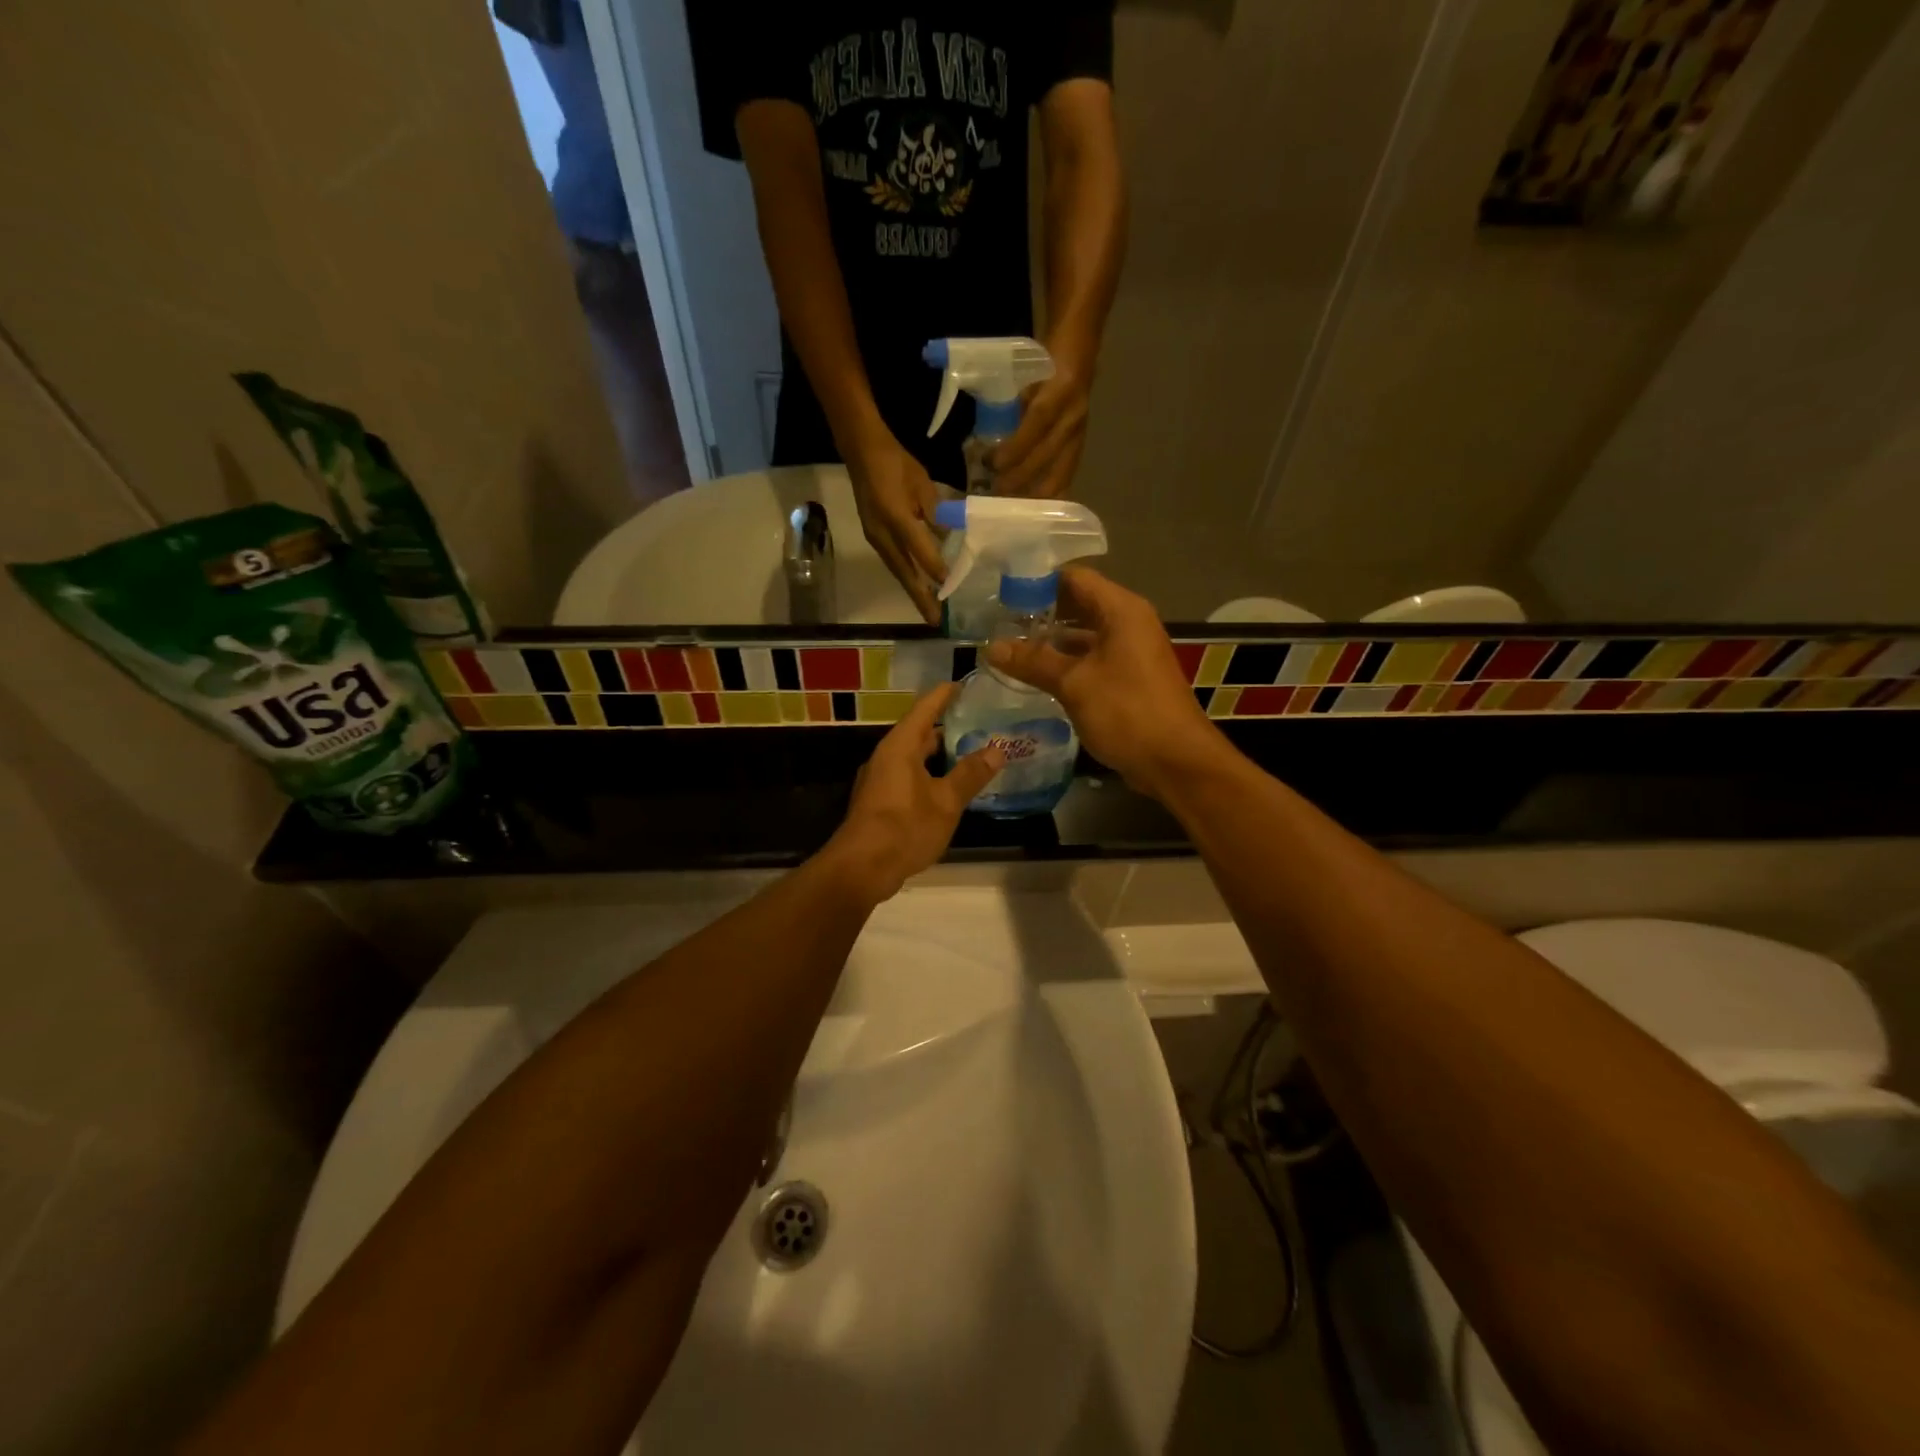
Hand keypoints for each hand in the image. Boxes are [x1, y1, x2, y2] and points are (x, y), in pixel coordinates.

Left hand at [822, 684, 1005, 901]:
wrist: (861, 868)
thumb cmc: (904, 827)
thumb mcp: (946, 802)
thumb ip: (970, 774)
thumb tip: (996, 750)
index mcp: (900, 747)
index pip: (924, 709)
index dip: (944, 695)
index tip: (964, 683)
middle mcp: (887, 757)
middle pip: (918, 732)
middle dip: (946, 726)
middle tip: (978, 721)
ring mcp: (880, 780)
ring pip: (914, 757)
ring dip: (939, 754)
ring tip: (970, 752)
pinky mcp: (880, 802)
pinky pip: (909, 776)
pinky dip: (930, 774)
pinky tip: (949, 786)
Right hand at [846, 437, 946, 623]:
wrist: (861, 451)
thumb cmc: (896, 462)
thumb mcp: (922, 483)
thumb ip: (934, 511)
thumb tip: (948, 537)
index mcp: (895, 514)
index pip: (918, 547)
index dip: (934, 567)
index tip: (949, 585)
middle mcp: (882, 532)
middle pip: (904, 571)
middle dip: (920, 596)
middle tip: (935, 620)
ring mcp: (875, 537)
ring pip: (898, 570)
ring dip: (913, 592)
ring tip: (929, 610)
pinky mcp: (874, 537)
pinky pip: (893, 562)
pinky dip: (907, 577)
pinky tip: (918, 586)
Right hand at [986, 567, 1221, 799]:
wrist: (1176, 761)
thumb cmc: (1127, 711)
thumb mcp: (1074, 684)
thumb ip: (1032, 662)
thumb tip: (991, 647)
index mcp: (1121, 610)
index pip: (1074, 578)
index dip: (1037, 582)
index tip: (1000, 595)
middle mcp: (1128, 623)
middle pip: (1077, 604)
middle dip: (1039, 613)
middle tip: (997, 624)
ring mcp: (1129, 652)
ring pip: (1082, 635)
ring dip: (1049, 642)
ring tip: (1008, 649)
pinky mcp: (1127, 678)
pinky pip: (1090, 659)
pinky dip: (1065, 663)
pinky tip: (1035, 676)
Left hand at [989, 354, 1091, 498]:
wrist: (1080, 347)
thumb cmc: (1045, 358)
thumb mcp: (1024, 371)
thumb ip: (1010, 403)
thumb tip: (985, 438)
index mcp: (1061, 389)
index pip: (1037, 422)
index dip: (1015, 447)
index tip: (992, 463)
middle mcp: (1074, 414)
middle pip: (1047, 456)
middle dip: (1020, 478)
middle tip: (995, 492)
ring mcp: (1081, 432)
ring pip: (1061, 473)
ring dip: (1035, 494)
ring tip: (1013, 506)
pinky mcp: (1081, 445)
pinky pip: (1066, 476)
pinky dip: (1050, 494)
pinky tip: (1035, 507)